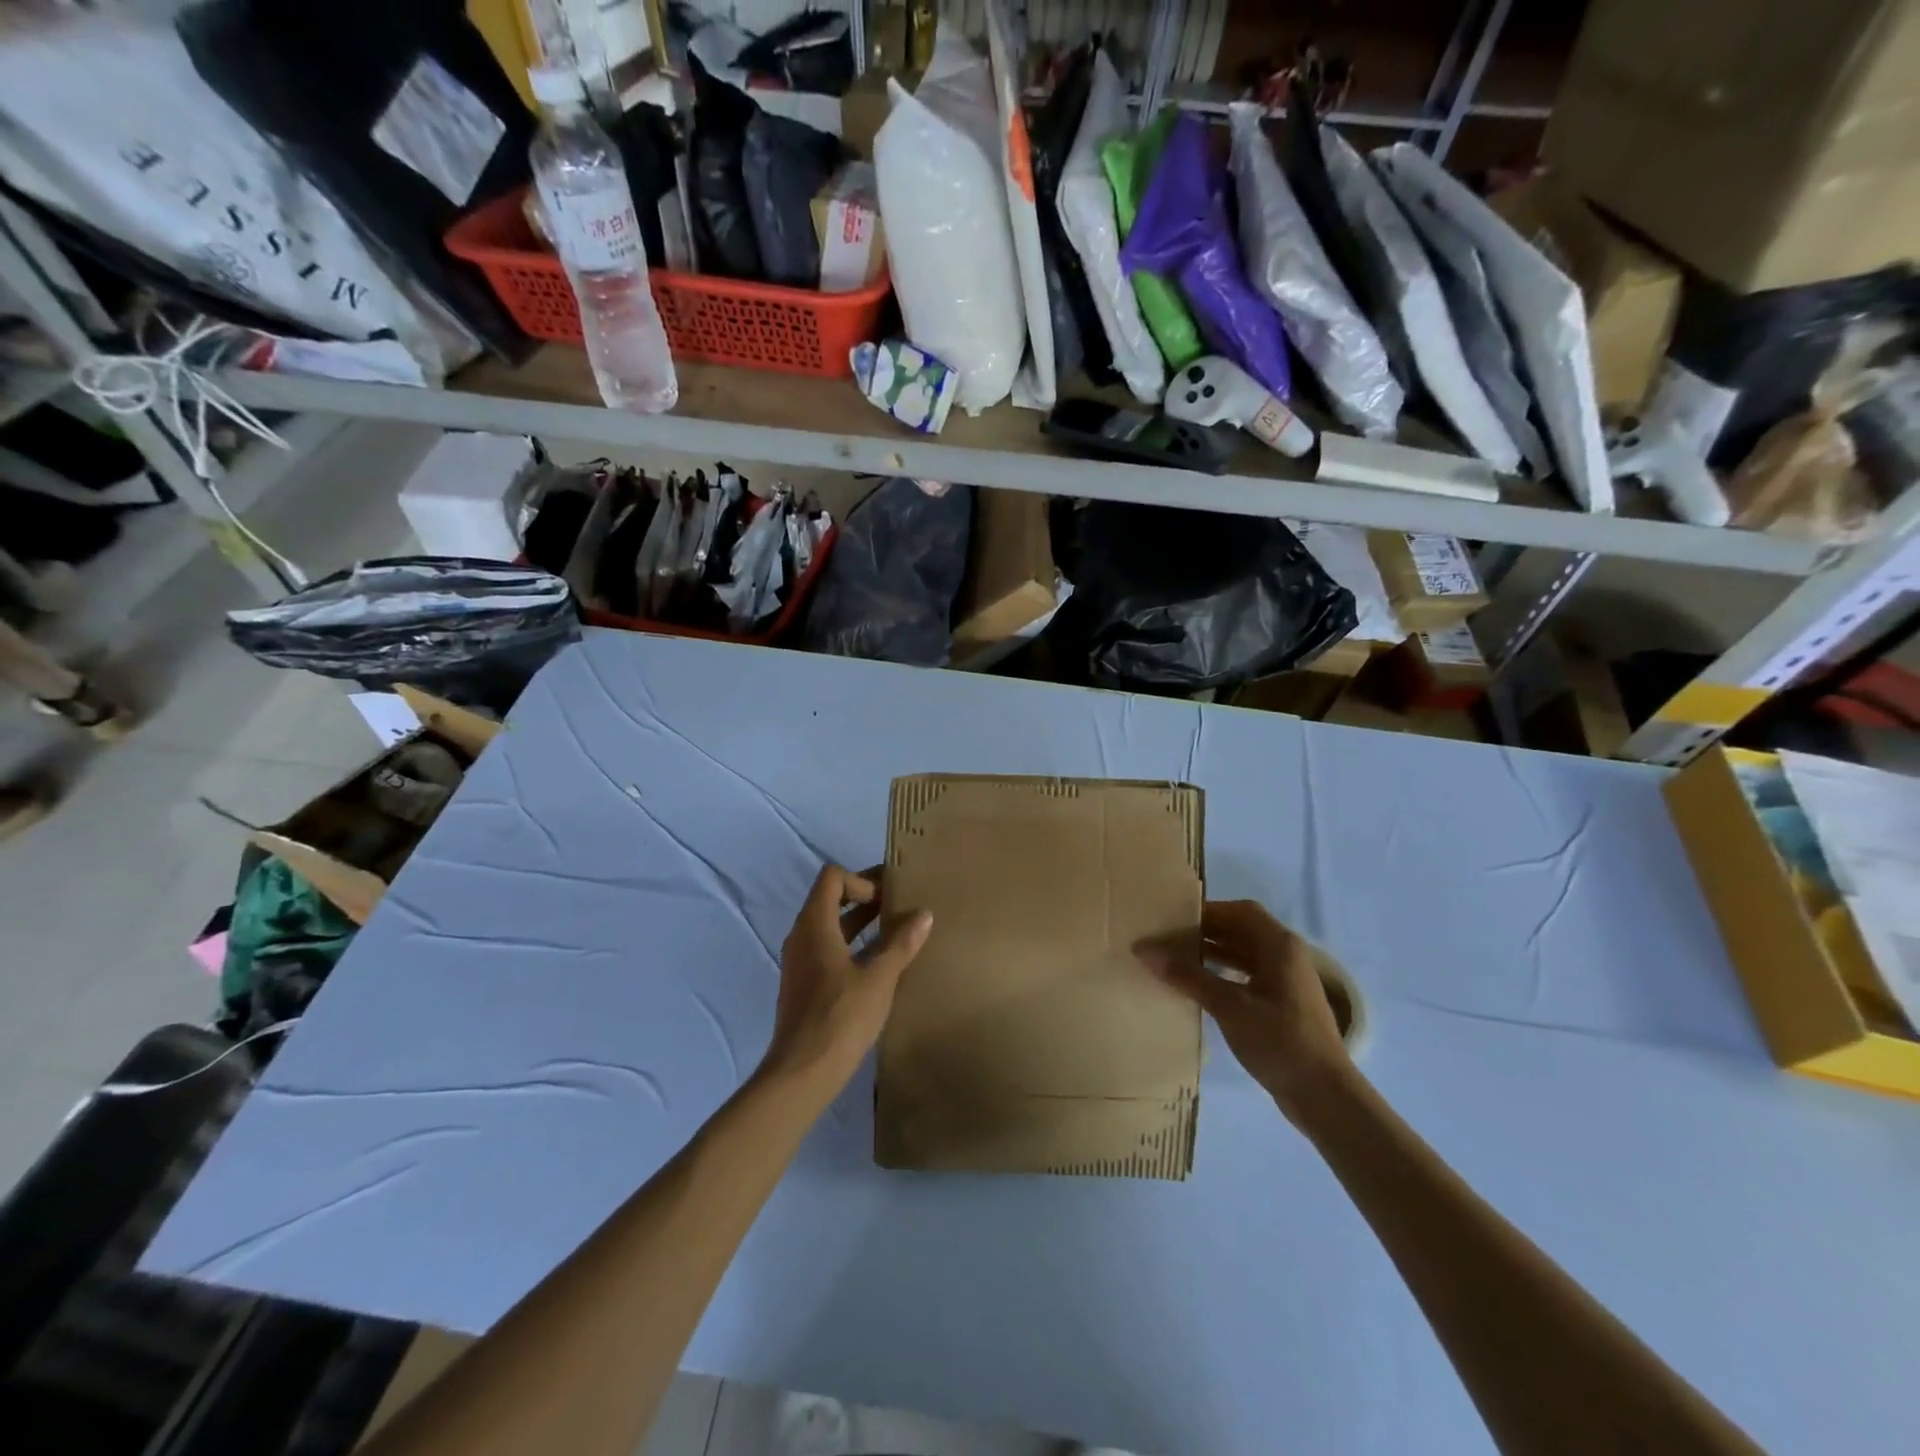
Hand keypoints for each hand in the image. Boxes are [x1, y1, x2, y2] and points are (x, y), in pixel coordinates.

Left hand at [760, 864, 933, 1094]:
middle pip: (831, 899)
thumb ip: (900, 943)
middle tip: (901, 906)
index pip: (832, 878)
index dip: (861, 881)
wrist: (802, 1073)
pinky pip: (828, 949)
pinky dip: (852, 945)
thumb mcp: (879, 978)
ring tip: (896, 931)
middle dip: (865, 898)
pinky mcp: (804, 984)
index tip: (888, 899)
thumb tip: (924, 914)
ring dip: (860, 922)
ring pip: (830, 926)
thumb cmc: (840, 1018)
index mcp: (814, 925)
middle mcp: (802, 936)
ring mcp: (800, 961)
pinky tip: (879, 964)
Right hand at [1137, 900, 1351, 1123]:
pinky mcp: (1282, 1005)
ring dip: (1212, 953)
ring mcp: (1286, 982)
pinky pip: (1247, 976)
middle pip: (1241, 930)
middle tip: (1167, 938)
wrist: (1325, 1097)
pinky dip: (1222, 974)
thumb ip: (1188, 976)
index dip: (1207, 911)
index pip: (1240, 911)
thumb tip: (1145, 950)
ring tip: (1175, 959)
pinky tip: (1199, 987)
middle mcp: (1286, 956)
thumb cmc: (1280, 1041)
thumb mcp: (1229, 1006)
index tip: (1173, 918)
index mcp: (1280, 946)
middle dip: (1205, 932)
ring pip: (1243, 954)